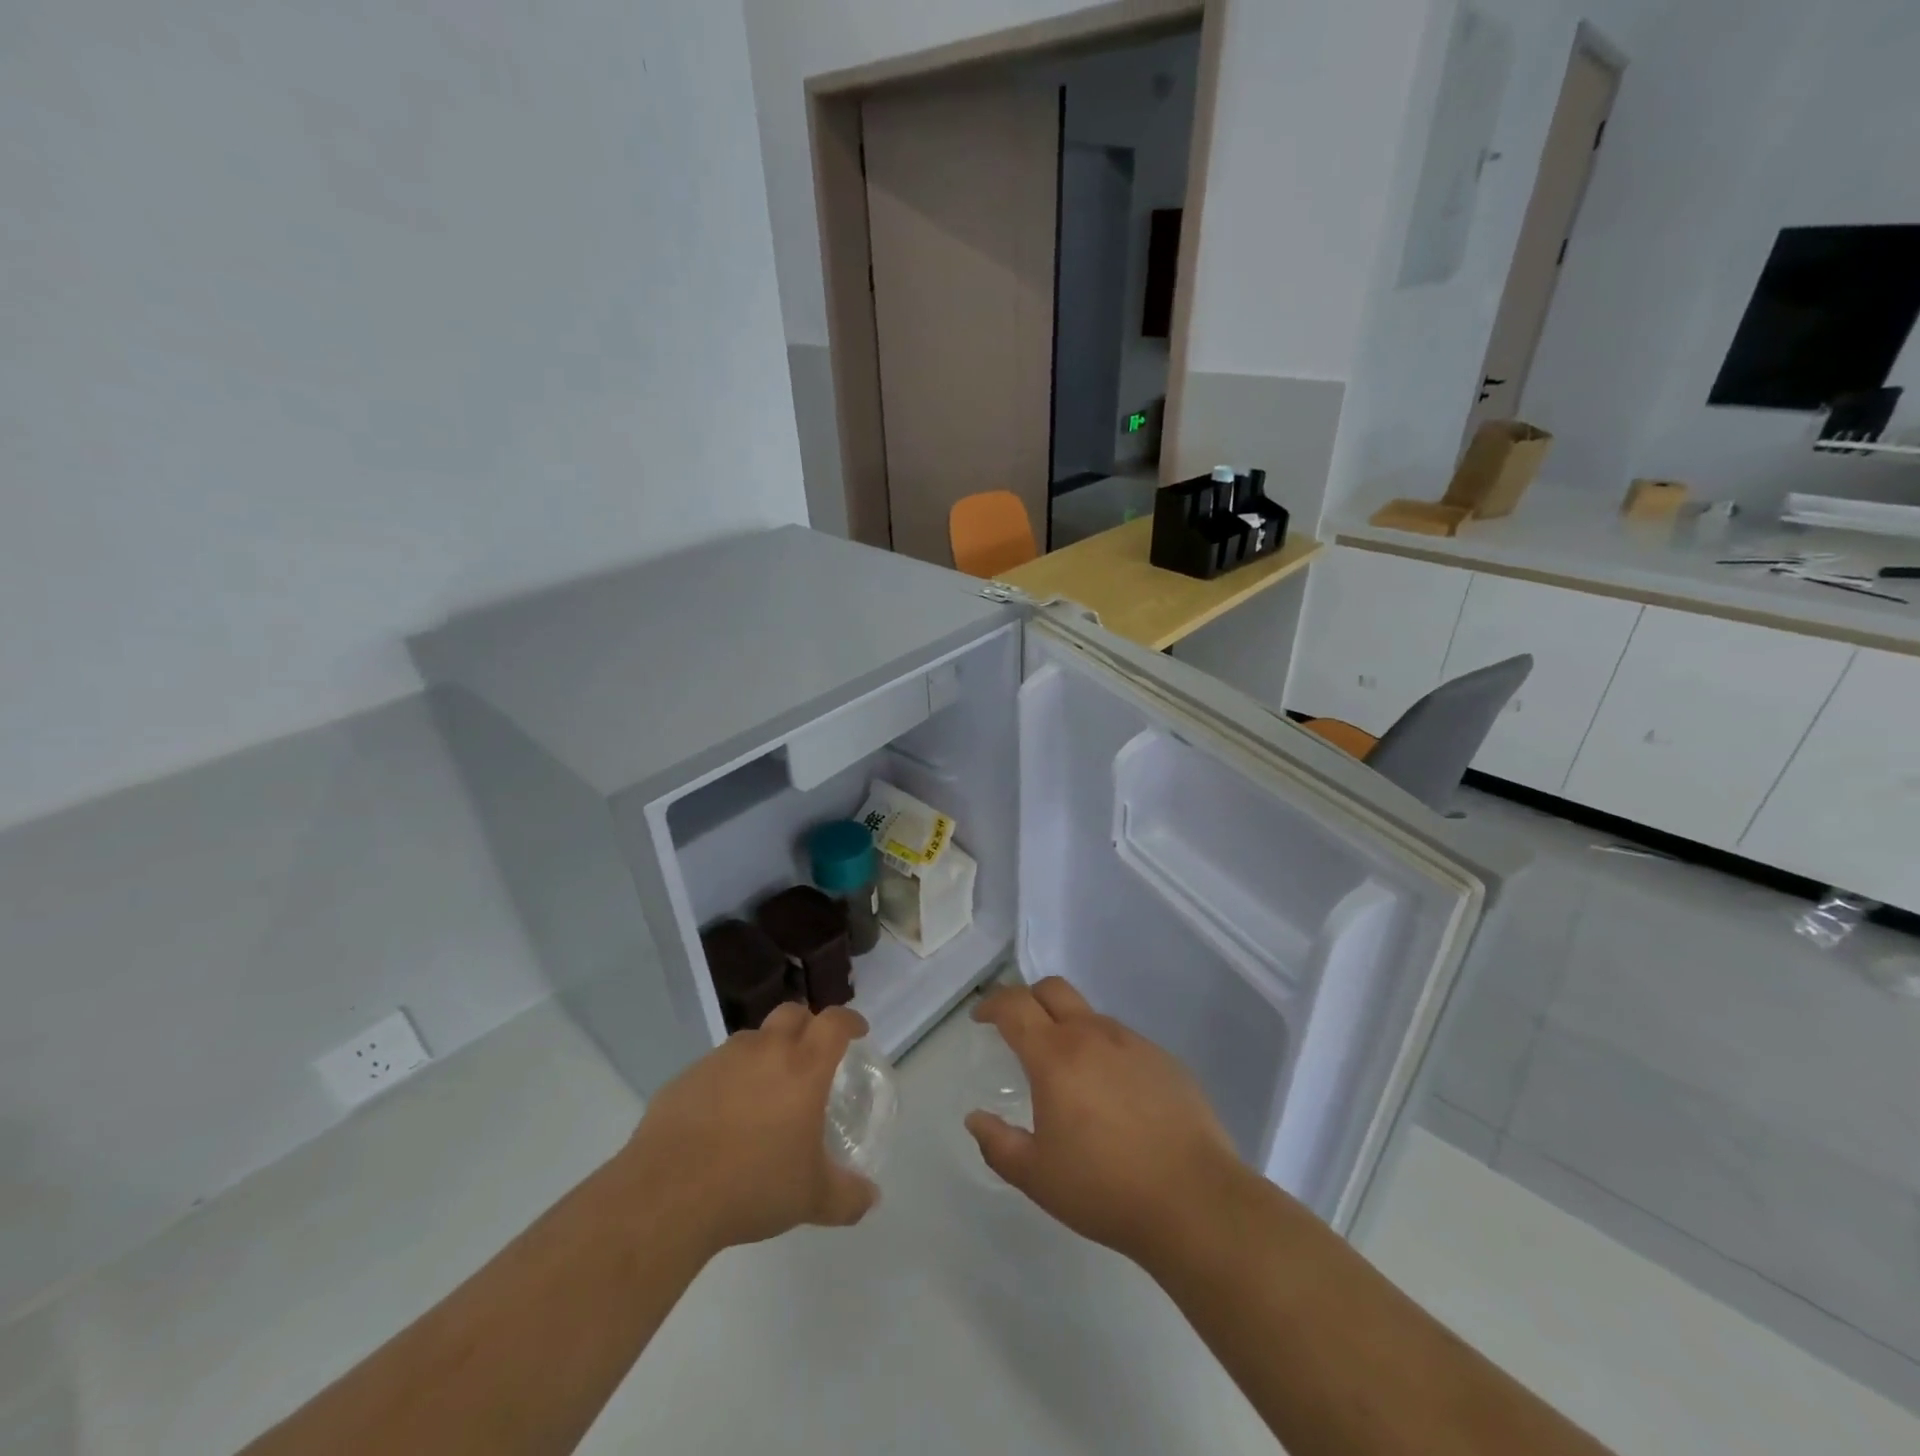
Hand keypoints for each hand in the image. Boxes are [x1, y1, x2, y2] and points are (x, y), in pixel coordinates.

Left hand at [618, 1004, 877, 1254]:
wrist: (666, 1194)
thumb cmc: (752, 1186)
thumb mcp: (811, 1199)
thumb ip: (848, 1197)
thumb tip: (872, 1198)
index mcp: (803, 1067)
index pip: (834, 1022)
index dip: (849, 1021)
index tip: (857, 1032)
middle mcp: (764, 1050)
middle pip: (792, 1013)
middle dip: (807, 1025)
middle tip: (811, 1055)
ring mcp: (721, 1059)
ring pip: (752, 1038)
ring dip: (765, 1052)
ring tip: (765, 1091)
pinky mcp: (686, 1077)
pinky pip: (717, 1066)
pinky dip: (729, 1079)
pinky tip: (722, 1117)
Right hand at [965, 979, 1244, 1266]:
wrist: (1195, 1200)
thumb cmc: (1105, 1189)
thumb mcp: (1037, 1177)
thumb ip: (998, 1144)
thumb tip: (975, 1119)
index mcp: (1056, 1055)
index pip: (1015, 1006)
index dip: (992, 1004)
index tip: (981, 1018)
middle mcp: (1093, 1035)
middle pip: (1053, 989)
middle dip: (1028, 998)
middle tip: (1018, 1027)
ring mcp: (1133, 1043)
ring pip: (1090, 1015)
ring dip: (1068, 1027)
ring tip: (1068, 1072)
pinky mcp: (1165, 1059)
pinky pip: (1123, 1041)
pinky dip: (1104, 1052)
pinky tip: (1112, 1095)